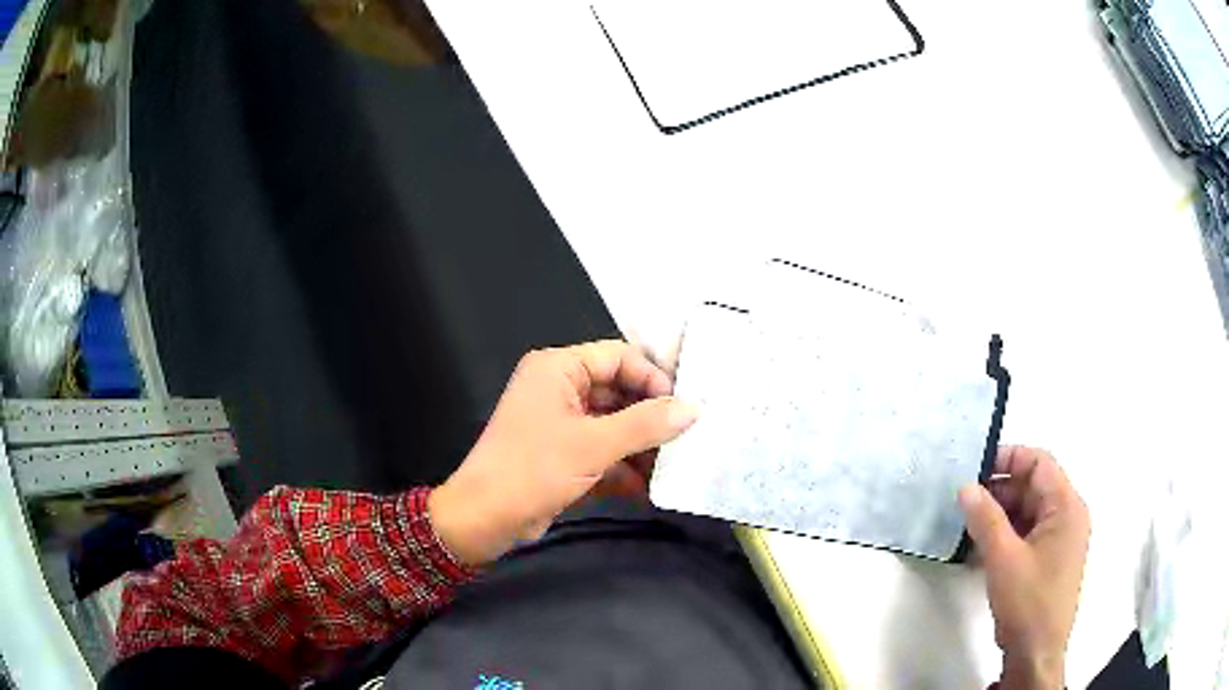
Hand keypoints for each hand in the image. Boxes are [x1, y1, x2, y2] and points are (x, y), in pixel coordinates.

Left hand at [428, 341, 698, 565]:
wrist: (485, 520)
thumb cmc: (534, 470)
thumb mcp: (594, 445)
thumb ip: (646, 424)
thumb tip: (693, 408)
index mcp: (558, 369)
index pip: (618, 357)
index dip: (652, 378)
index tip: (684, 406)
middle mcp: (559, 389)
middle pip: (619, 391)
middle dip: (651, 417)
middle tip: (688, 436)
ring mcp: (561, 424)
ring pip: (614, 424)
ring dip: (641, 446)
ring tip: (676, 464)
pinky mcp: (563, 455)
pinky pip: (603, 451)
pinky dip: (624, 467)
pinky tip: (651, 486)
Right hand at [959, 446, 1090, 689]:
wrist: (1036, 653)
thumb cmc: (1028, 601)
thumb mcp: (1003, 559)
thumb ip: (985, 519)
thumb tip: (966, 487)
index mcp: (1066, 506)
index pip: (1039, 463)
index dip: (1008, 459)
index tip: (975, 470)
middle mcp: (1068, 515)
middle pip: (1034, 487)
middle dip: (1000, 491)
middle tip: (965, 502)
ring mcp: (1060, 539)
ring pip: (1028, 512)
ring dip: (1000, 516)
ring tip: (968, 527)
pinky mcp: (1050, 559)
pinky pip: (1028, 534)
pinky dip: (1006, 535)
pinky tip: (981, 549)